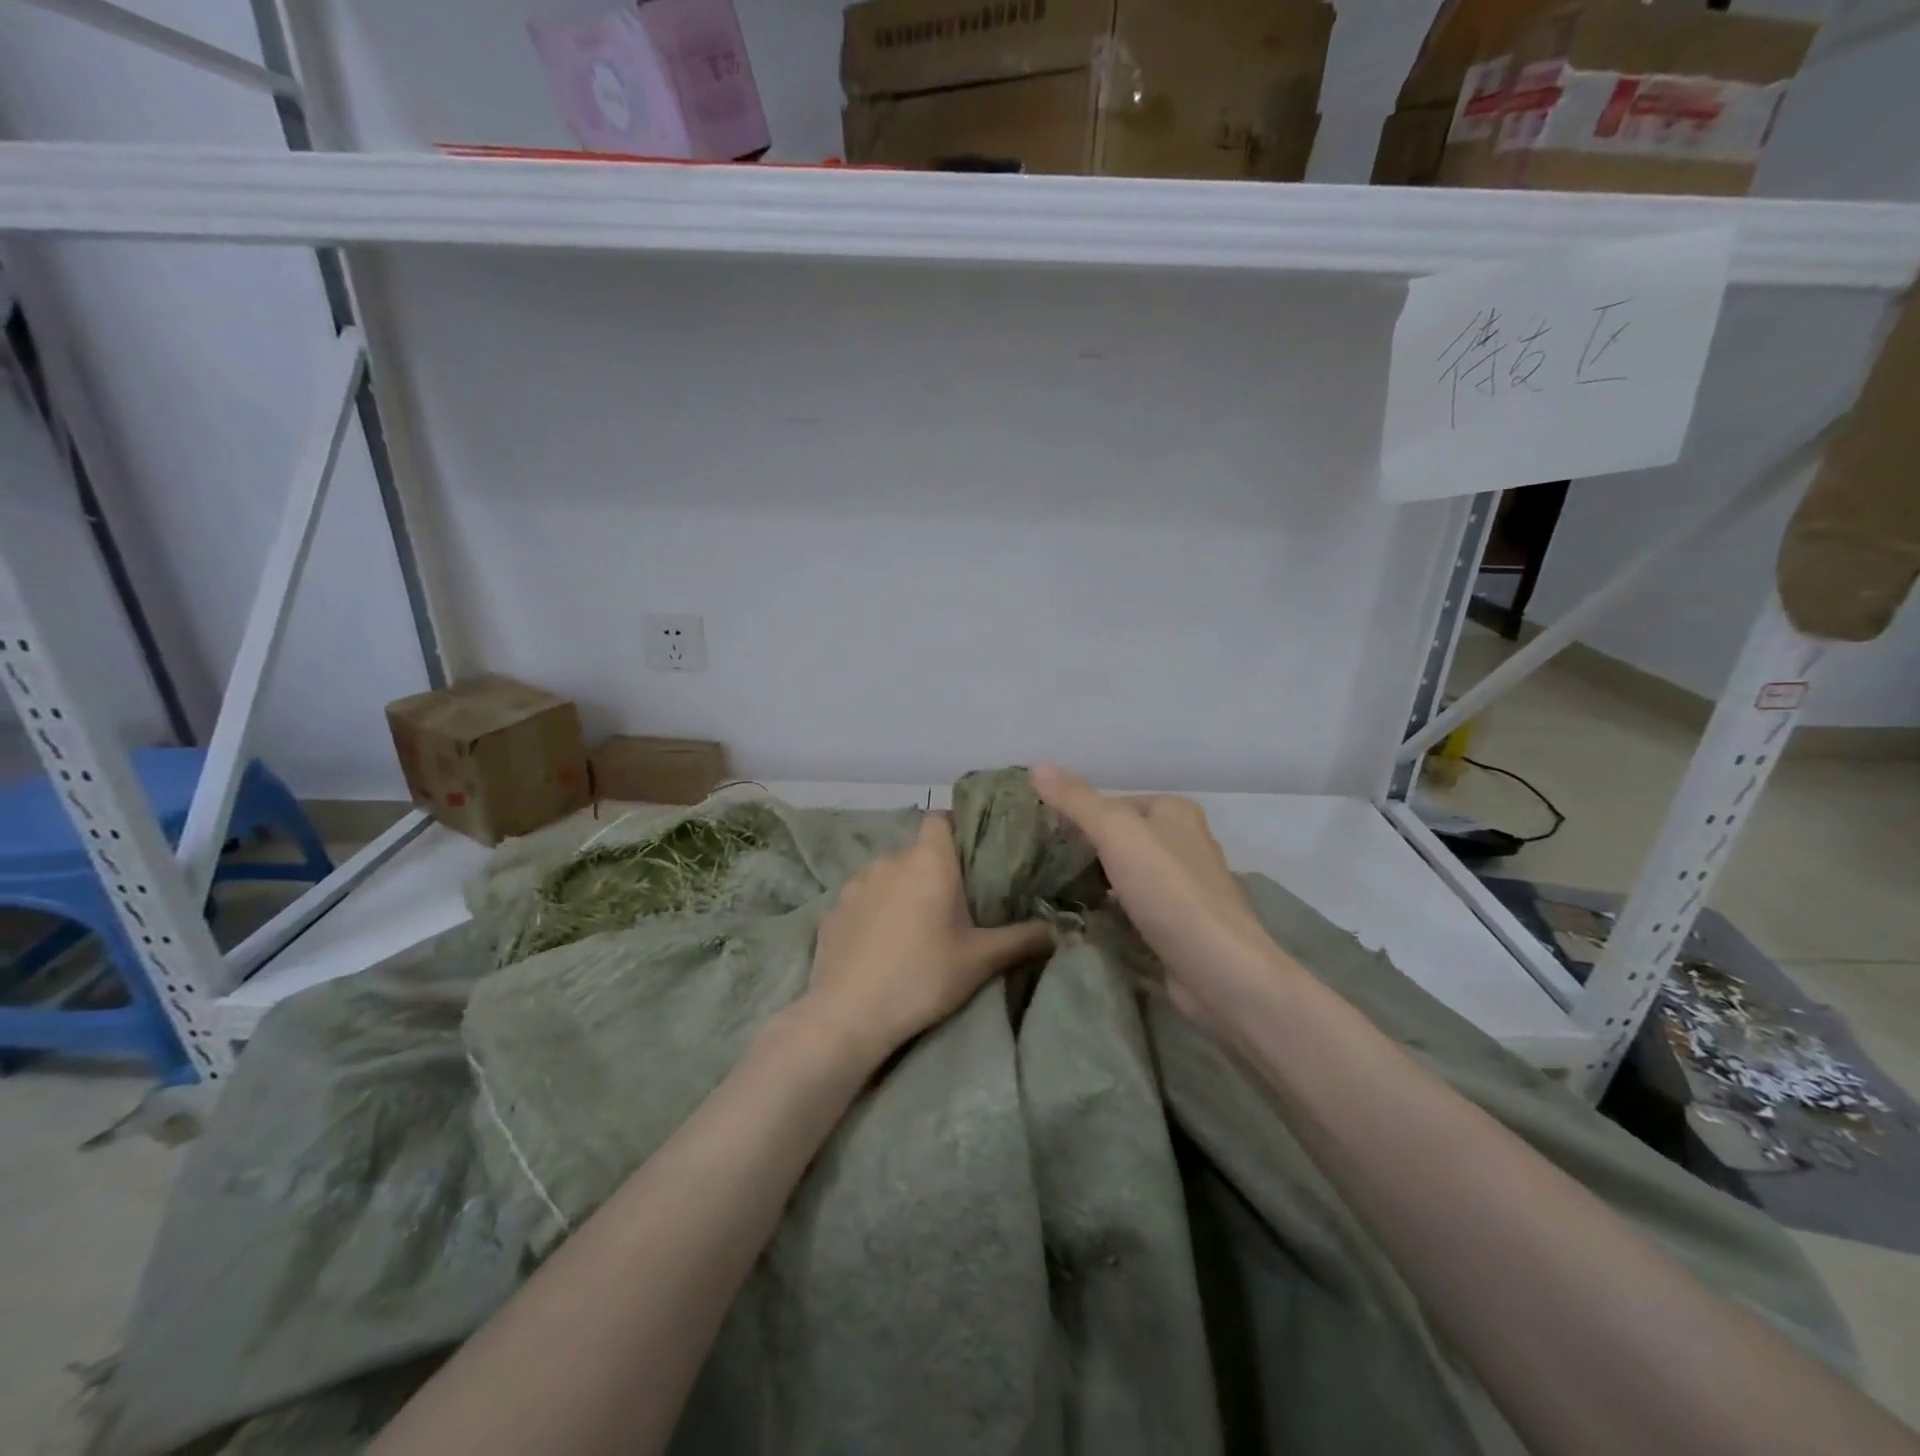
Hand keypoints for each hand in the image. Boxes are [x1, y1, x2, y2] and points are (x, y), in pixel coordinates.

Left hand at [802, 813, 1053, 1066]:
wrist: (849, 1014)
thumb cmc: (923, 976)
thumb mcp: (981, 960)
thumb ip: (1022, 939)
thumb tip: (1057, 930)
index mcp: (928, 861)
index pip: (940, 818)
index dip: (955, 828)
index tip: (970, 855)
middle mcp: (890, 860)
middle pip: (916, 851)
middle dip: (932, 869)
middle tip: (951, 904)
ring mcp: (855, 883)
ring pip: (887, 873)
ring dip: (901, 889)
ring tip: (913, 925)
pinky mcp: (832, 909)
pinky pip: (862, 898)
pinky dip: (873, 910)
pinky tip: (879, 943)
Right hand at [1029, 764, 1293, 1038]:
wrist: (1219, 971)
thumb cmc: (1169, 891)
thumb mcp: (1116, 833)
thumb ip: (1076, 801)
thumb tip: (1036, 767)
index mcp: (1174, 812)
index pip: (1113, 802)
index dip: (1076, 814)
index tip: (1040, 834)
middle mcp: (1183, 842)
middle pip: (1119, 838)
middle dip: (1083, 851)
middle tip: (1039, 864)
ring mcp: (1183, 887)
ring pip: (1124, 874)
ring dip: (1094, 883)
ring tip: (1050, 891)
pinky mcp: (1178, 925)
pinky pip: (1132, 908)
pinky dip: (1109, 911)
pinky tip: (1081, 920)